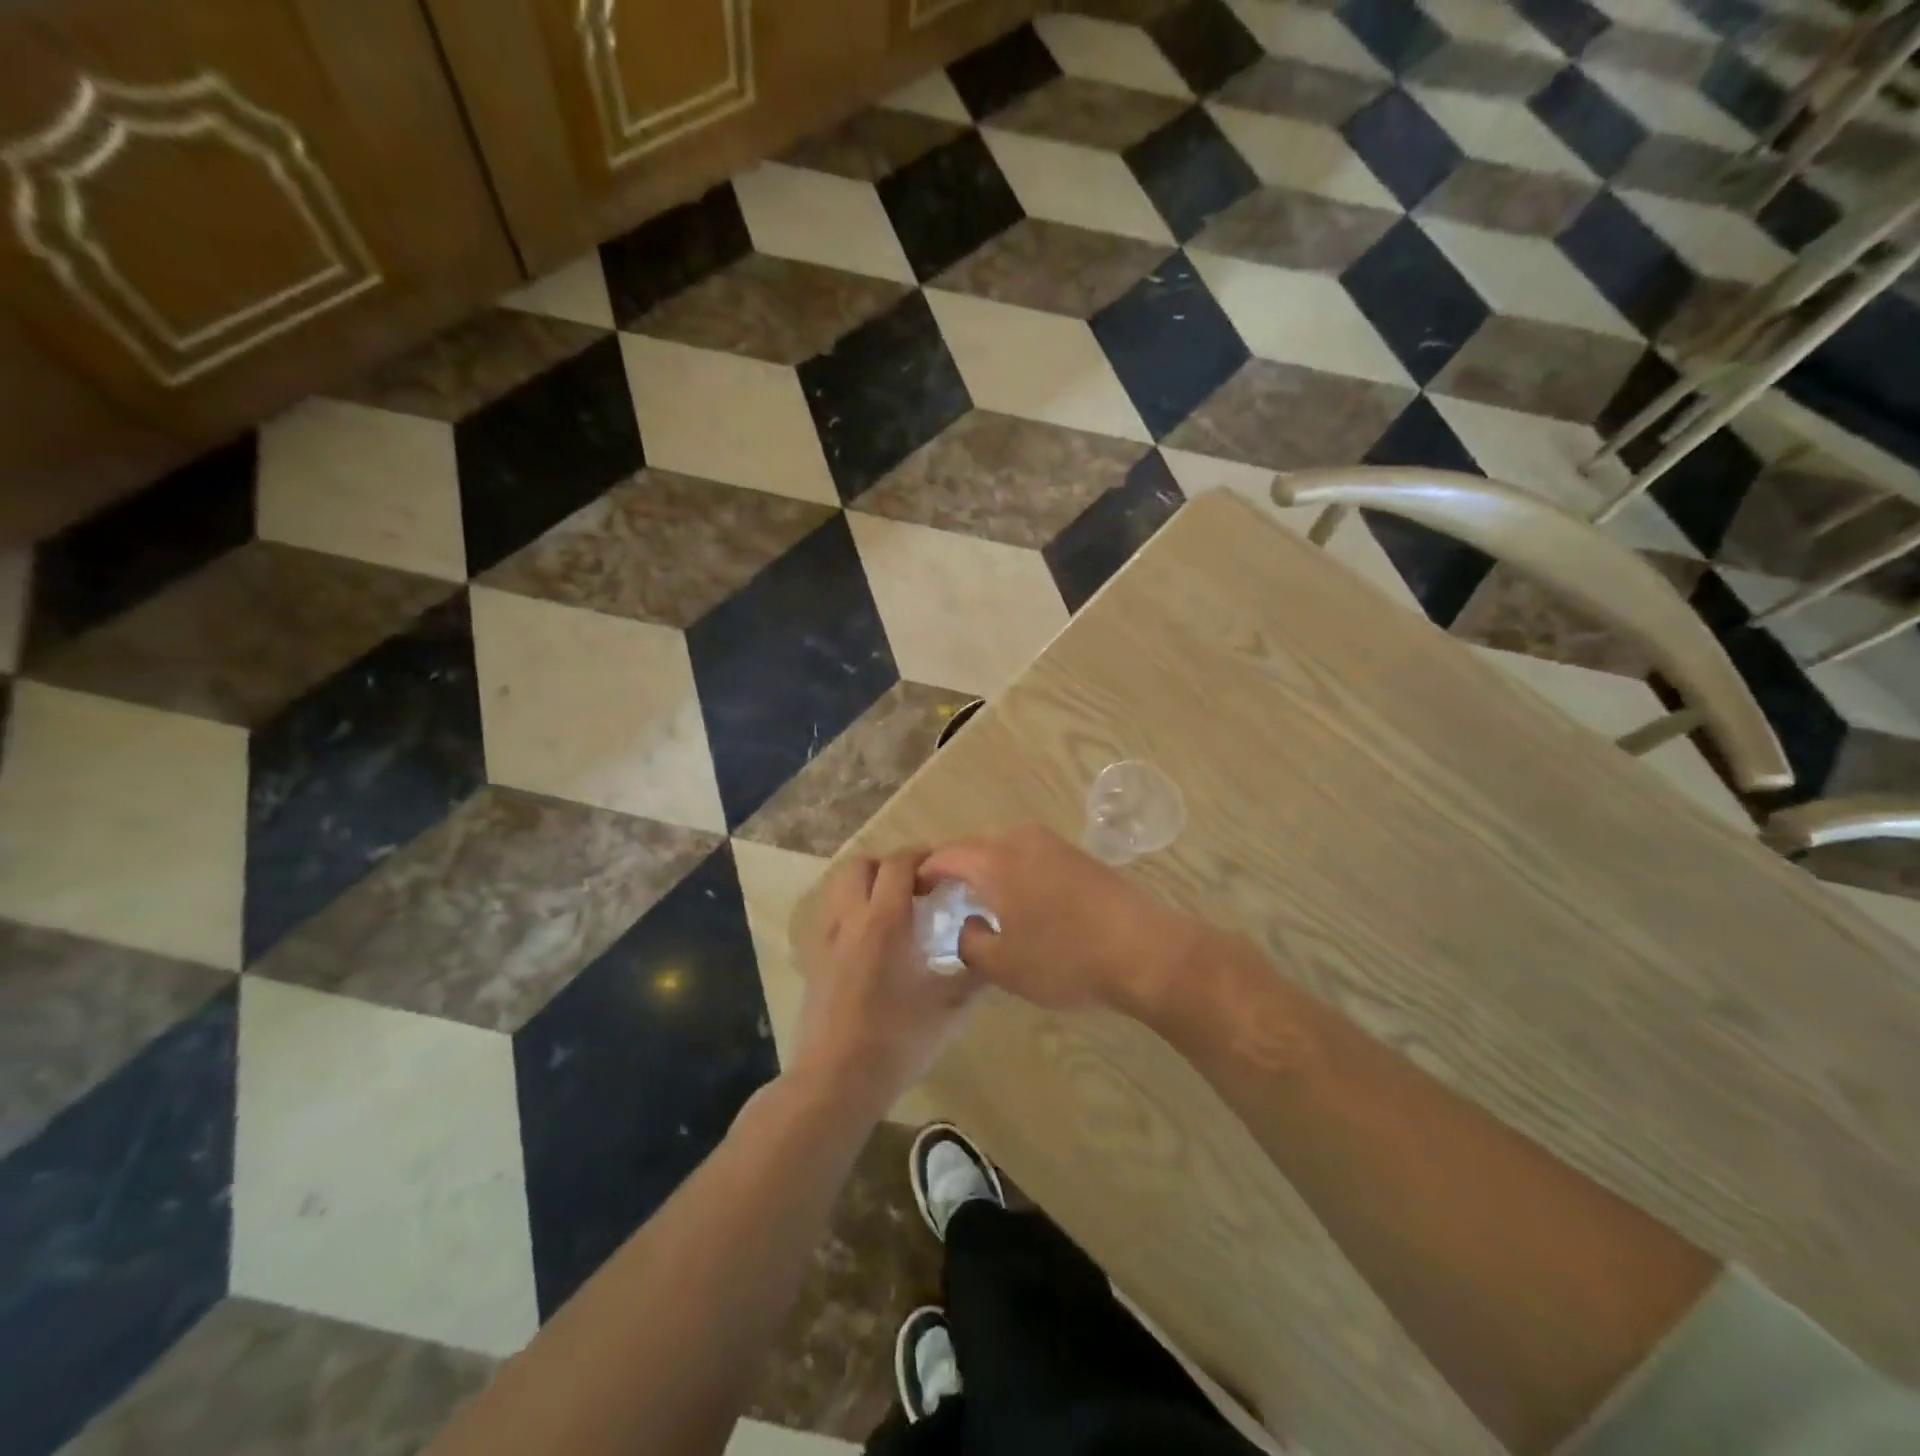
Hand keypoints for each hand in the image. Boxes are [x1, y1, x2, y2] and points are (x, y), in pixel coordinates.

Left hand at [792, 849, 982, 1116]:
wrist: (836, 1080)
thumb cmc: (897, 1040)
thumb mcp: (949, 1008)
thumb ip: (975, 974)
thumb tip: (995, 951)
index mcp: (884, 921)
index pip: (899, 863)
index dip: (922, 857)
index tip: (945, 869)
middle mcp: (850, 919)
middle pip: (861, 865)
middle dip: (889, 864)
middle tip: (918, 885)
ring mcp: (826, 940)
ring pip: (840, 888)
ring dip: (867, 885)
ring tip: (894, 908)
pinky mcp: (814, 962)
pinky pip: (832, 917)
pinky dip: (853, 912)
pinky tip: (873, 943)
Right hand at [919, 825, 1202, 1014]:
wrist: (1145, 951)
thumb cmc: (1065, 960)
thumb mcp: (1004, 966)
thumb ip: (971, 942)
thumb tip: (969, 926)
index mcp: (994, 861)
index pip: (945, 857)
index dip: (924, 873)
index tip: (912, 891)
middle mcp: (1021, 840)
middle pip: (974, 846)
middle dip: (954, 868)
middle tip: (942, 896)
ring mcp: (1054, 844)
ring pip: (1004, 849)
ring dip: (987, 868)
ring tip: (980, 899)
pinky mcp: (1079, 856)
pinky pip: (1031, 855)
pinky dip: (1014, 871)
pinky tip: (1021, 899)